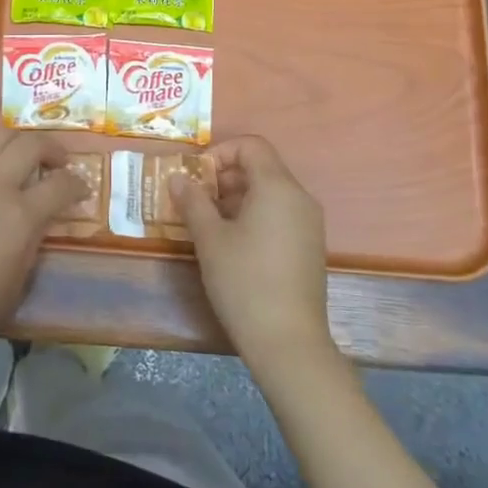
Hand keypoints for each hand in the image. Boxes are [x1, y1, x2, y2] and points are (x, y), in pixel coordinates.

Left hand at [0, 128, 90, 364]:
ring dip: (17, 143)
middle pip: (29, 144)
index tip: (81, 190)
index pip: (61, 184)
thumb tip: (38, 222)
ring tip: (23, 159)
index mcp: (19, 215)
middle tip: (58, 163)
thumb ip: (32, 241)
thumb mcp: (18, 280)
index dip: (78, 184)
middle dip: (52, 148)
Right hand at [168, 135, 336, 370]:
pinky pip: (280, 213)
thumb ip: (193, 201)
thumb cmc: (244, 281)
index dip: (220, 152)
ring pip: (270, 192)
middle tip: (196, 201)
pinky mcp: (310, 246)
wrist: (288, 342)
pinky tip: (233, 244)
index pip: (251, 145)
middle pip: (261, 166)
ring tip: (209, 223)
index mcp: (277, 187)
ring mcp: (309, 223)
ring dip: (237, 197)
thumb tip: (177, 177)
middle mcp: (299, 197)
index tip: (197, 178)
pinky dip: (255, 215)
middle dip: (225, 176)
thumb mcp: (210, 239)